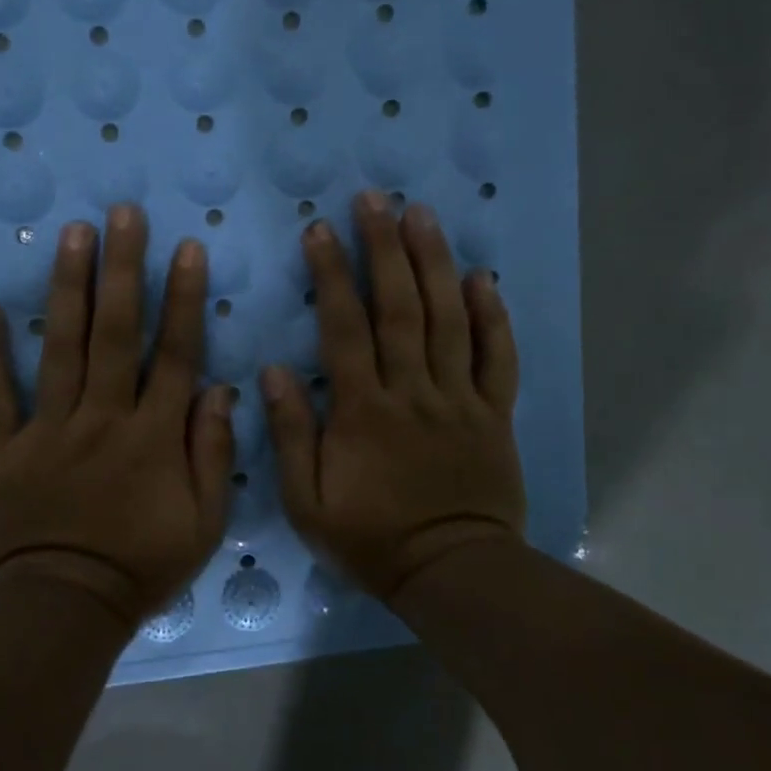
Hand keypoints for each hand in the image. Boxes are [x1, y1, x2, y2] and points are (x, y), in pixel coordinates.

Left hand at [0, 205, 236, 625]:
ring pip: (62, 348)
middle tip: (123, 214)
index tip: (186, 248)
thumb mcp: (204, 523)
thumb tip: (222, 390)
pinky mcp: (5, 449)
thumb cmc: (142, 566)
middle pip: (117, 333)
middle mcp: (103, 418)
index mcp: (154, 436)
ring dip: (69, 287)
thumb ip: (214, 454)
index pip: (175, 354)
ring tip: (72, 233)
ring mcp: (50, 429)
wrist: (64, 609)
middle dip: (123, 269)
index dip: (183, 298)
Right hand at [262, 191, 524, 601]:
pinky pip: (497, 357)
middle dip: (385, 248)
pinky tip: (482, 278)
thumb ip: (292, 435)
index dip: (331, 275)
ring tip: (422, 214)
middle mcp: (413, 391)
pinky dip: (492, 316)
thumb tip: (273, 372)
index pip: (344, 328)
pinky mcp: (494, 412)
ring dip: (434, 263)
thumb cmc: (371, 539)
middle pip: (400, 307)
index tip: (320, 230)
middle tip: (375, 198)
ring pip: (448, 319)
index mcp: (363, 410)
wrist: (451, 573)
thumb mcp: (307, 502)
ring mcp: (459, 398)